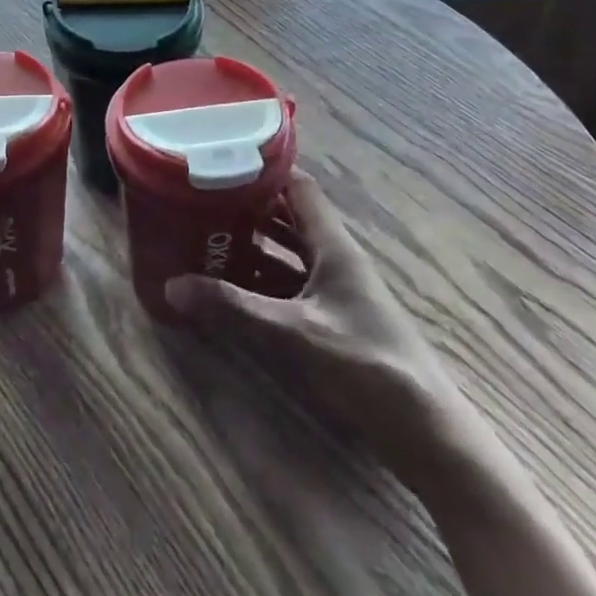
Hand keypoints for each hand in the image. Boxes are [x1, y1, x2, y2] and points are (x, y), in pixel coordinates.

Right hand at [166, 170, 468, 485]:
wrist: (424, 431)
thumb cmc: (364, 364)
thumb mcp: (292, 332)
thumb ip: (233, 308)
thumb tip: (171, 285)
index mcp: (333, 246)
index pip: (298, 188)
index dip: (263, 172)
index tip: (220, 164)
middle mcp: (335, 260)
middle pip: (289, 219)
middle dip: (247, 210)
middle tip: (200, 203)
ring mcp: (335, 292)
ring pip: (287, 255)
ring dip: (252, 248)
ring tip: (205, 241)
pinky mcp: (333, 321)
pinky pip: (290, 288)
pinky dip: (261, 283)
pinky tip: (230, 291)